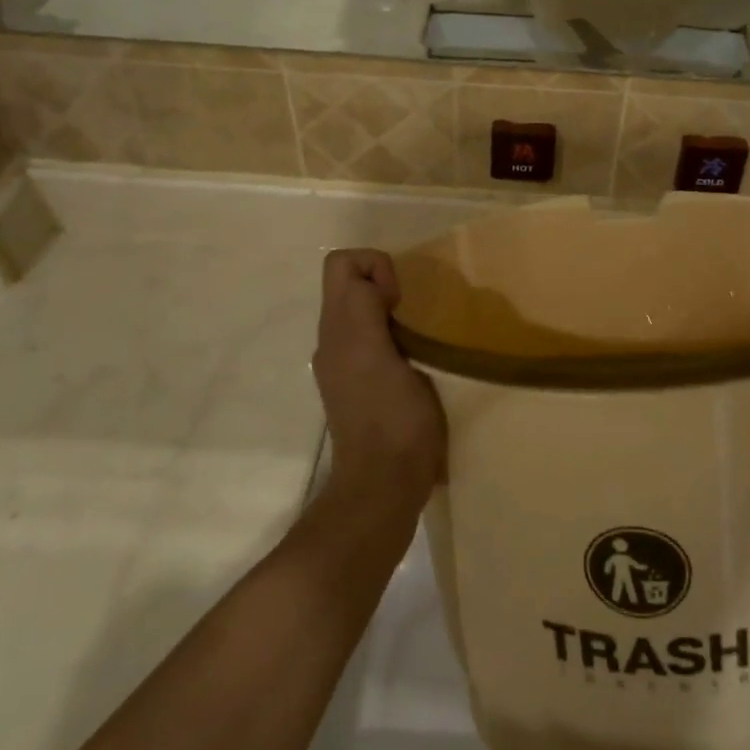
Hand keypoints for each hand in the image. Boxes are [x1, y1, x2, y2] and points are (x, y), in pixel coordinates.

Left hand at [311, 250, 445, 499]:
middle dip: (382, 282)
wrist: (384, 485)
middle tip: (412, 312)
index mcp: (340, 329)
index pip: (343, 263)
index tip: (401, 300)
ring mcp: (342, 364)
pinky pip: (365, 335)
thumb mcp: (382, 358)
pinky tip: (410, 357)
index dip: (377, 267)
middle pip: (347, 282)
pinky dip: (386, 331)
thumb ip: (368, 314)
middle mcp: (333, 340)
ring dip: (386, 308)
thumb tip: (374, 287)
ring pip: (356, 309)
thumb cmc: (394, 422)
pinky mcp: (356, 384)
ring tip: (416, 333)